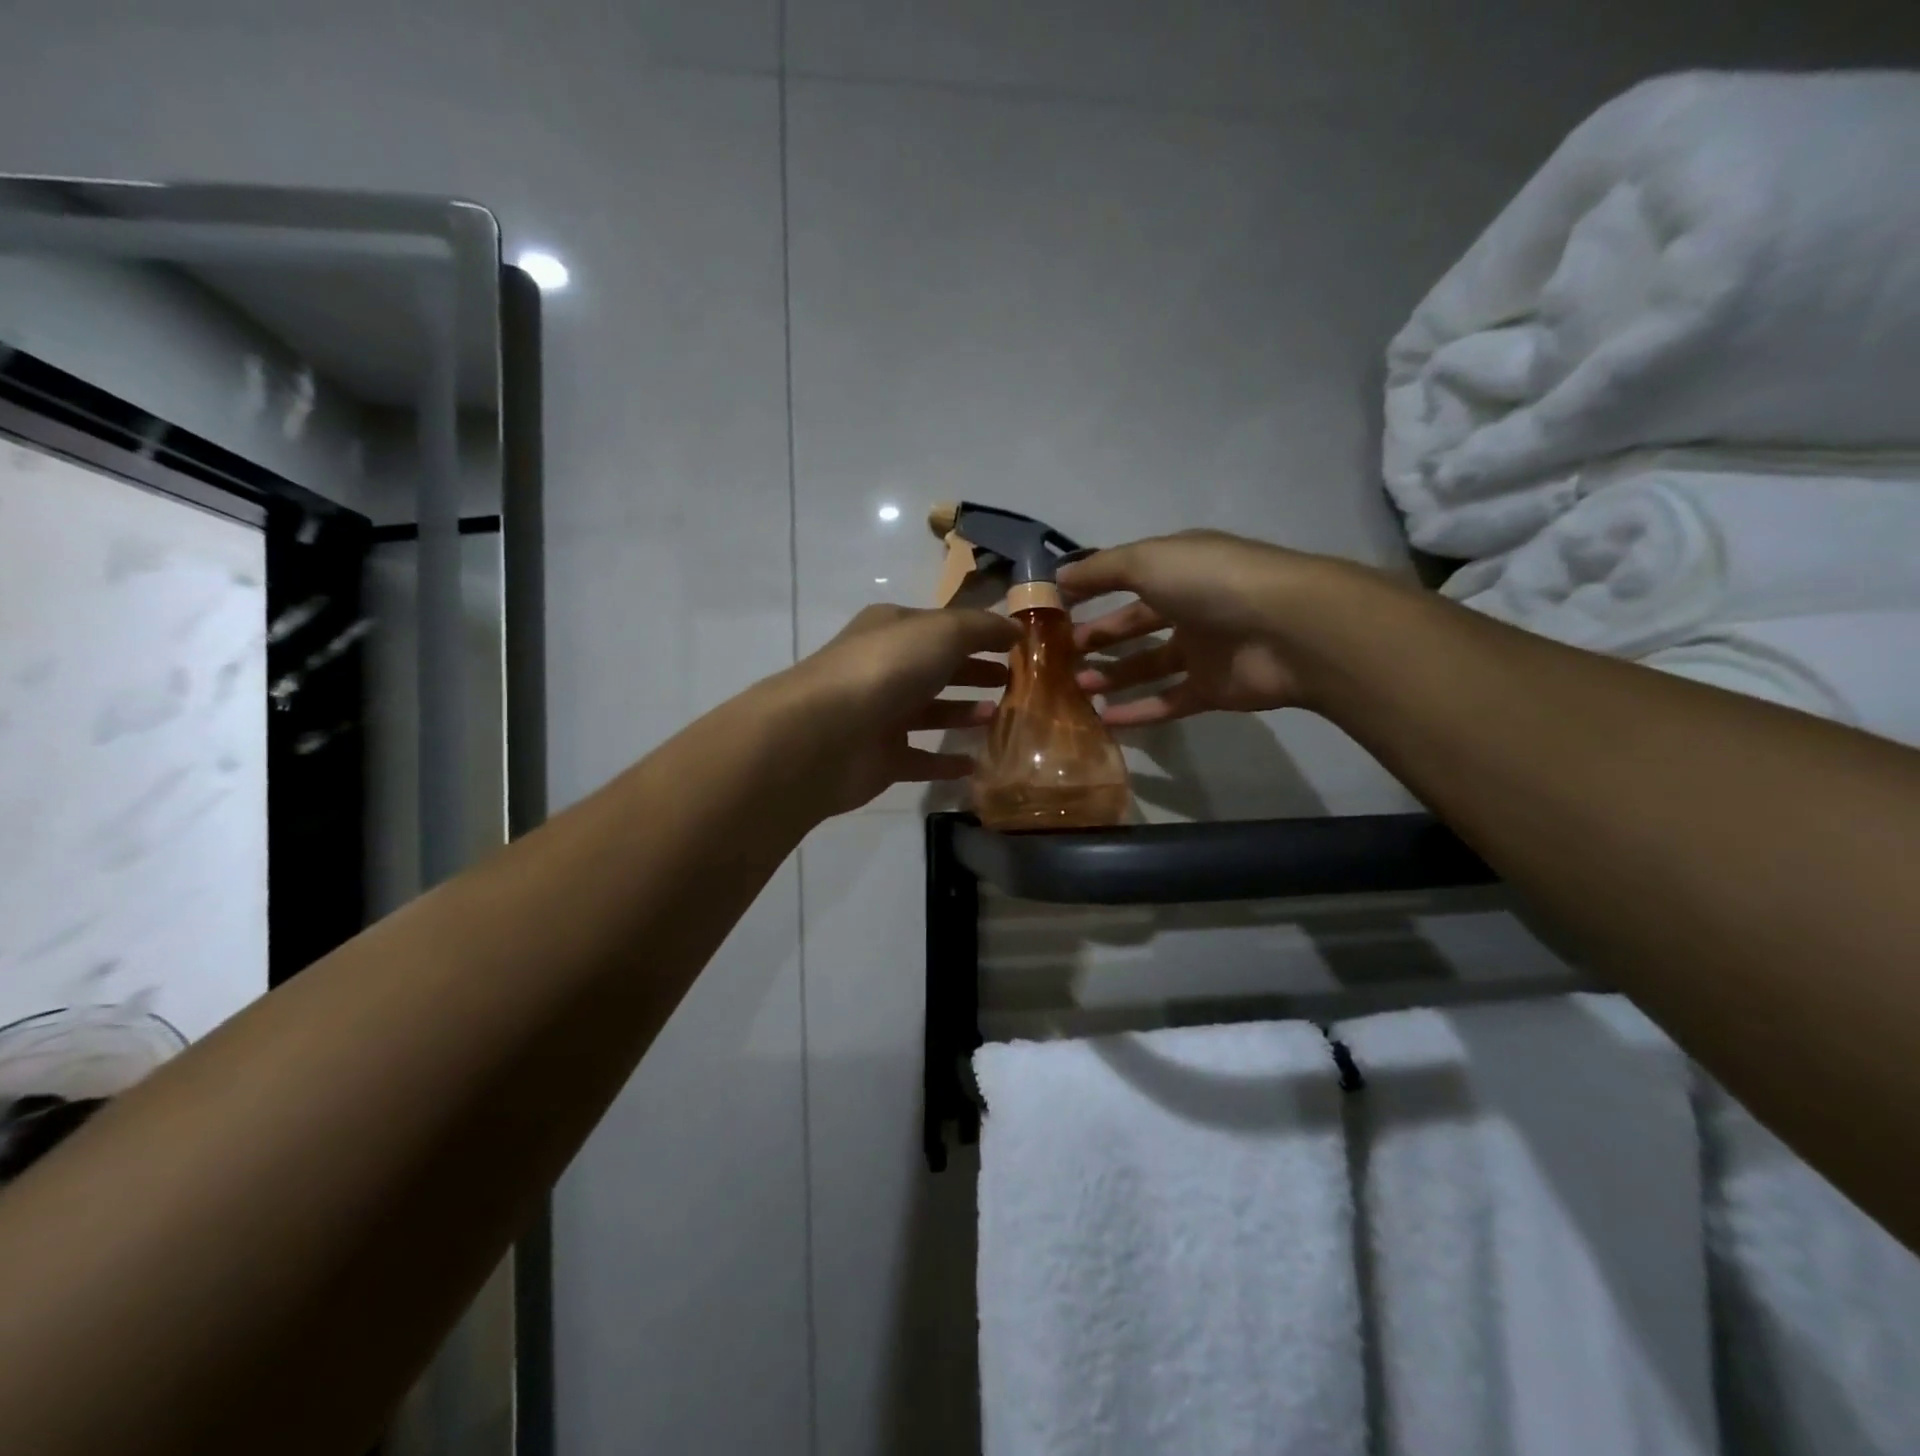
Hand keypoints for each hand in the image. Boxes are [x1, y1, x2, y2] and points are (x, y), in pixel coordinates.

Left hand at [777, 604, 1019, 814]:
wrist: (826, 734)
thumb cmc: (887, 669)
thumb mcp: (942, 632)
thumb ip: (982, 628)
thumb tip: (1015, 628)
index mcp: (893, 629)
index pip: (943, 626)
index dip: (980, 633)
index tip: (1018, 645)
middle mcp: (885, 668)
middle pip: (937, 668)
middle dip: (973, 671)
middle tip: (1012, 681)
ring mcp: (880, 715)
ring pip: (929, 712)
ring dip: (963, 713)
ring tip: (998, 717)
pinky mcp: (880, 759)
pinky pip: (920, 759)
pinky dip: (945, 762)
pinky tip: (975, 764)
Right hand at [1060, 530, 1338, 725]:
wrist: (1289, 630)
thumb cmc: (1211, 583)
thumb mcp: (1147, 561)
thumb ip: (1101, 570)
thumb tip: (1058, 577)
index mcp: (1178, 568)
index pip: (1126, 577)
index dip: (1090, 591)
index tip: (1053, 610)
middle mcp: (1190, 605)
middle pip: (1134, 623)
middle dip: (1097, 637)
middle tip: (1059, 656)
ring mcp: (1203, 649)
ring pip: (1148, 664)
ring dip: (1112, 675)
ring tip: (1075, 687)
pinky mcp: (1212, 689)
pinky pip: (1168, 701)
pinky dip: (1138, 711)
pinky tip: (1104, 719)